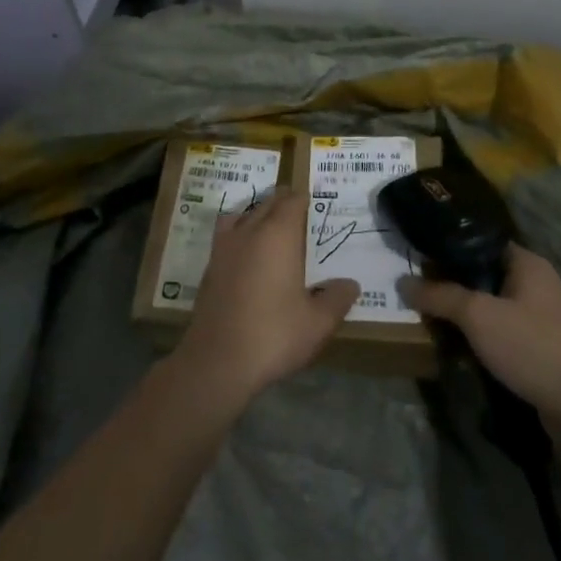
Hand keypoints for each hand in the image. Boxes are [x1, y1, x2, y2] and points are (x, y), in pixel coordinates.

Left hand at [175, 191, 359, 407]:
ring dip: (258, 213)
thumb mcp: (317, 323)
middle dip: (284, 203)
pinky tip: (247, 253)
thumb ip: (337, 299)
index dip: (305, 199)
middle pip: (268, 203)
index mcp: (278, 235)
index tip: (316, 204)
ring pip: (243, 214)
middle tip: (301, 214)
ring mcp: (225, 247)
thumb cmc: (273, 335)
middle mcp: (249, 231)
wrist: (217, 361)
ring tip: (272, 227)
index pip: (292, 201)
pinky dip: (239, 232)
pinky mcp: (210, 266)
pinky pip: (227, 234)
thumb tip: (350, 284)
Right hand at [400, 246, 560, 426]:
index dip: (447, 246)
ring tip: (427, 319)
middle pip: (482, 276)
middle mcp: (535, 284)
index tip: (415, 256)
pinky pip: (501, 335)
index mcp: (525, 263)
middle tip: (414, 290)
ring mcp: (540, 319)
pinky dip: (480, 340)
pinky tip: (455, 348)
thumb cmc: (534, 346)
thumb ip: (440, 296)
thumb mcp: (478, 315)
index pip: (479, 242)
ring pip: (490, 308)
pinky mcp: (540, 351)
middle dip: (450, 285)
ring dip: (464, 316)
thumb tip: (402, 282)